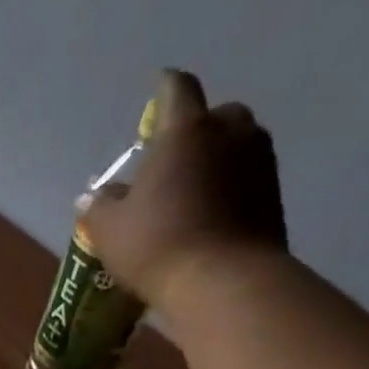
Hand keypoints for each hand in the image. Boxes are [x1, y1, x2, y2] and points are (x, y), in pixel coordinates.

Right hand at [86, 70, 288, 311]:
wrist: (223, 281)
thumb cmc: (157, 244)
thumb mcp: (110, 229)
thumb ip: (100, 206)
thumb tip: (93, 195)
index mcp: (185, 131)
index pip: (176, 90)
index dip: (164, 87)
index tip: (157, 87)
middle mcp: (229, 134)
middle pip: (216, 115)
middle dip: (197, 128)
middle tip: (174, 155)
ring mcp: (259, 162)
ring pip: (237, 145)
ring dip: (217, 158)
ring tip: (192, 187)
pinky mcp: (275, 195)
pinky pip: (248, 178)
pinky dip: (231, 186)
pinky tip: (211, 212)